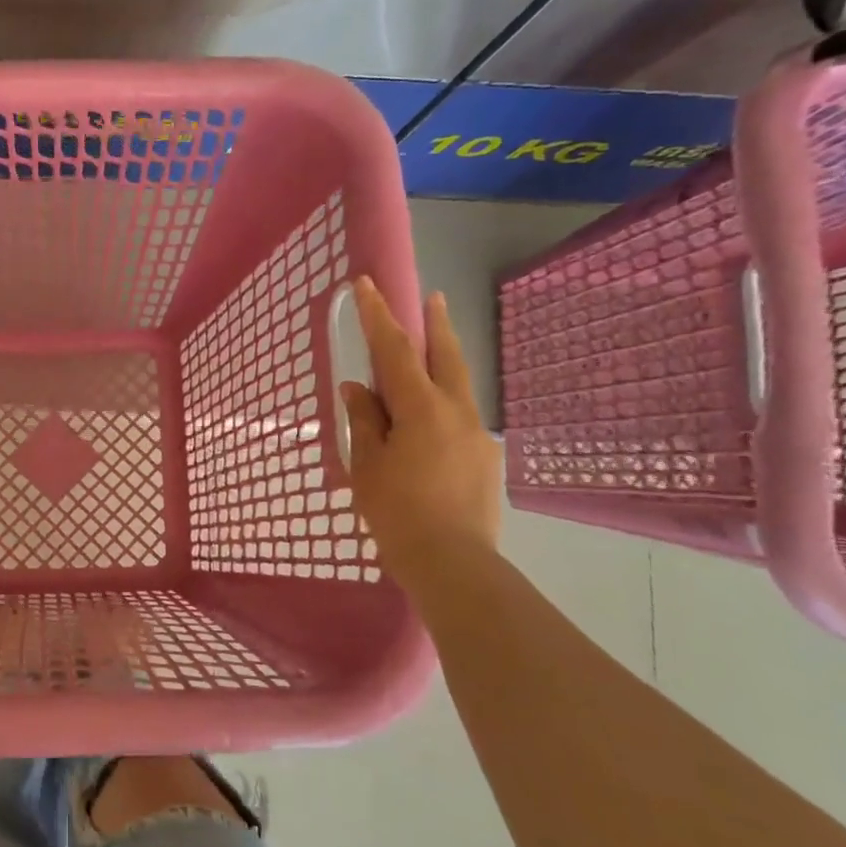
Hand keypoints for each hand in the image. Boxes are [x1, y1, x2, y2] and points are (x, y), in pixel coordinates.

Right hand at [339, 278, 500, 594]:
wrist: (453, 562)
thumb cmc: (397, 511)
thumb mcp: (367, 464)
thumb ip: (364, 420)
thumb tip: (358, 388)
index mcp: (421, 408)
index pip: (395, 350)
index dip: (378, 315)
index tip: (368, 284)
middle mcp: (456, 411)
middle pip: (446, 356)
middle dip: (436, 324)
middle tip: (433, 297)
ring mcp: (477, 434)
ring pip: (459, 386)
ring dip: (445, 362)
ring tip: (433, 354)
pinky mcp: (487, 459)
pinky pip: (461, 419)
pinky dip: (445, 406)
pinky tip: (432, 427)